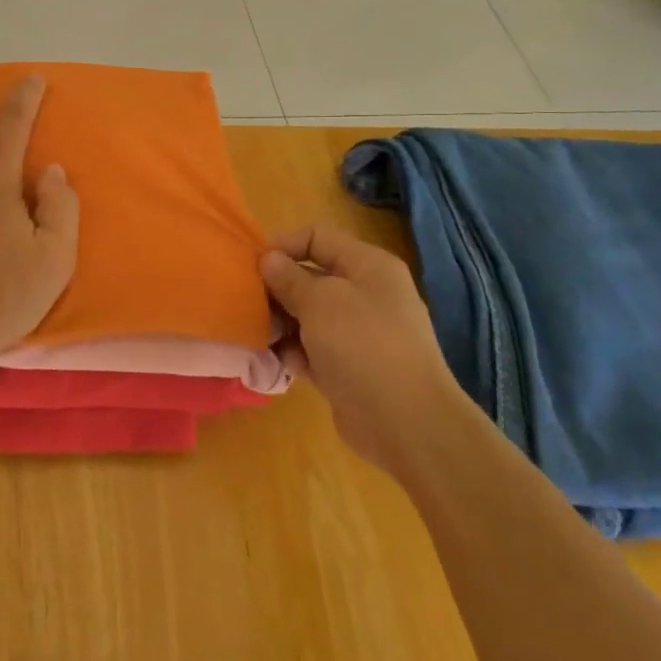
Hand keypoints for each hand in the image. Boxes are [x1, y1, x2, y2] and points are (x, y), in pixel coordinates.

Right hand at [261, 226, 466, 473]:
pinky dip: (298, 353)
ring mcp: (360, 332)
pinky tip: (288, 365)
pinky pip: (315, 348)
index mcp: (368, 265)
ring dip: (284, 325)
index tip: (253, 267)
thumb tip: (269, 260)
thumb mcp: (319, 301)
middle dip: (278, 290)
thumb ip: (288, 277)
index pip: (316, 237)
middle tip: (253, 307)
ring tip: (268, 339)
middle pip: (310, 277)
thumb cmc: (362, 346)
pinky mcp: (351, 366)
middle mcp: (367, 293)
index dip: (283, 246)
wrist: (407, 423)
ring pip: (308, 315)